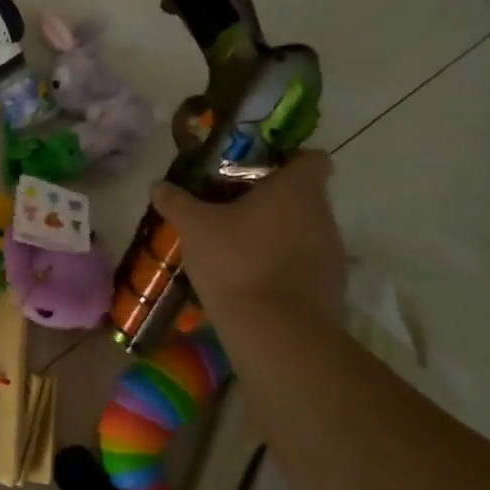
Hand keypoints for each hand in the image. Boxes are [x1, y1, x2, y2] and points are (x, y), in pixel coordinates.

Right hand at [153, 150, 345, 324]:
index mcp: (297, 189)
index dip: (287, 160)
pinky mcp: (331, 286)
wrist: (275, 331)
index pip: (311, 158)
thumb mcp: (194, 227)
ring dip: (276, 233)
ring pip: (304, 229)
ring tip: (237, 246)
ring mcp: (332, 252)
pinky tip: (251, 278)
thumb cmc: (236, 261)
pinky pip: (305, 262)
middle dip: (270, 199)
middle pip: (303, 195)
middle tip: (230, 208)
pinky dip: (283, 264)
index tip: (255, 171)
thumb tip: (158, 185)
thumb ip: (176, 201)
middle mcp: (323, 214)